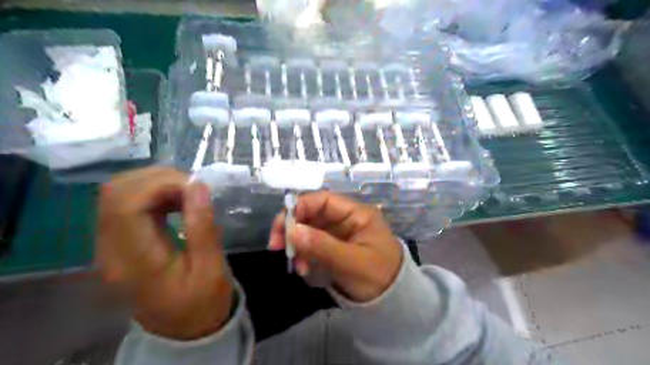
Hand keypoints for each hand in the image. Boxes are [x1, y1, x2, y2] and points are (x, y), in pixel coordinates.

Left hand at [94, 167, 230, 338]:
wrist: (184, 328)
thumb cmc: (202, 302)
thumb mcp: (211, 268)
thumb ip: (203, 227)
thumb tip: (198, 186)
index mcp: (134, 262)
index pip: (125, 205)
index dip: (160, 184)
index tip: (197, 187)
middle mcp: (112, 249)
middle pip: (116, 192)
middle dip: (158, 178)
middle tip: (194, 188)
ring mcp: (112, 243)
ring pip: (120, 192)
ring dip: (156, 183)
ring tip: (188, 192)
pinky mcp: (122, 239)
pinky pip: (129, 202)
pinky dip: (155, 192)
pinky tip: (177, 200)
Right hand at [268, 191, 401, 301]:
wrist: (393, 302)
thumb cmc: (380, 276)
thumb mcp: (353, 262)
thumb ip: (323, 246)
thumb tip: (291, 231)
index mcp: (356, 214)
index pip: (324, 200)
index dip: (301, 207)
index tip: (284, 226)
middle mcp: (345, 220)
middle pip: (312, 214)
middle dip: (293, 228)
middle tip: (277, 246)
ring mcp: (338, 235)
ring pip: (309, 230)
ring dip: (297, 245)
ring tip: (296, 266)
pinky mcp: (332, 249)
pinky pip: (312, 246)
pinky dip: (304, 255)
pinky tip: (303, 269)